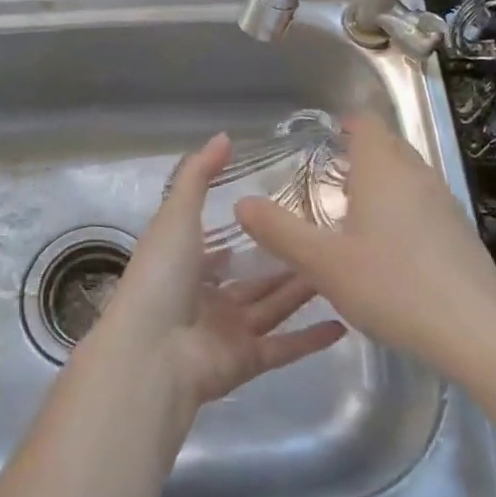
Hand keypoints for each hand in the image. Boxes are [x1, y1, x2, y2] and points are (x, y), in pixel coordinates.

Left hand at [102, 133, 347, 409]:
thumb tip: (224, 136)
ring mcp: (227, 332)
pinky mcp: (247, 361)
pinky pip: (284, 347)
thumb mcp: (177, 214)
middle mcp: (207, 299)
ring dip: (303, 291)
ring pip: (273, 306)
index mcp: (185, 265)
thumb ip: (199, 175)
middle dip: (285, 260)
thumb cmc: (162, 276)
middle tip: (325, 237)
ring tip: (340, 267)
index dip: (248, 230)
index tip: (284, 209)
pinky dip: (311, 338)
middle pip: (254, 277)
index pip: (219, 245)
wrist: (152, 353)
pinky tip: (343, 322)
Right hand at [234, 115, 495, 376]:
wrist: (476, 330)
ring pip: (408, 174)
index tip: (325, 137)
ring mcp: (444, 201)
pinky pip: (424, 201)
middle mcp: (417, 174)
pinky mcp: (460, 231)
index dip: (345, 124)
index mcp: (383, 169)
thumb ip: (279, 231)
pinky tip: (389, 246)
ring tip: (354, 210)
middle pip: (389, 145)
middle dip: (361, 152)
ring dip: (383, 180)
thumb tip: (241, 202)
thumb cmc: (392, 285)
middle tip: (329, 175)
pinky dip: (402, 207)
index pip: (366, 123)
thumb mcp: (323, 263)